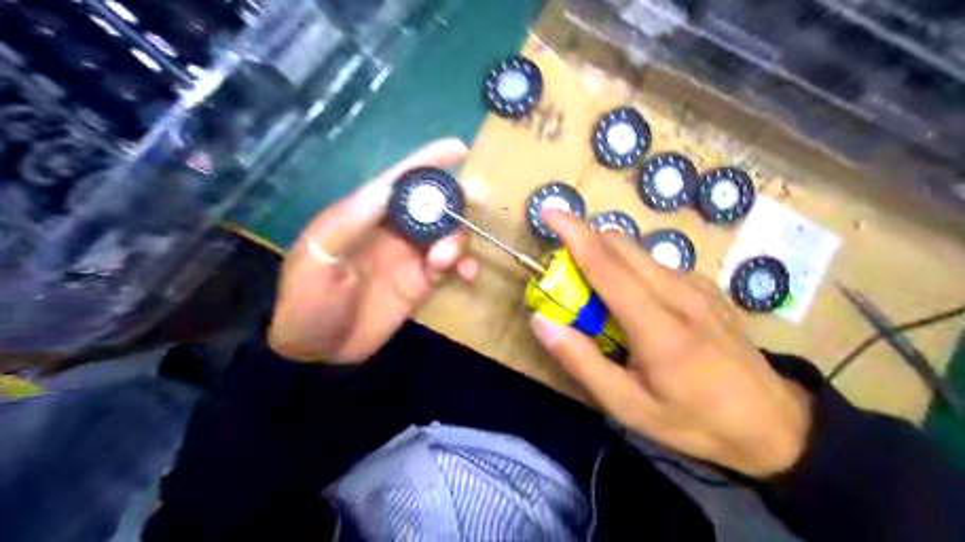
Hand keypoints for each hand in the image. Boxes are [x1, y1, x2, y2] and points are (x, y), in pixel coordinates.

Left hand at [264, 137, 474, 364]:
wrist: (316, 349)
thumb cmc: (307, 300)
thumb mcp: (317, 258)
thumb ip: (350, 223)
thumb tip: (388, 188)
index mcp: (363, 215)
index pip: (398, 181)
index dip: (427, 162)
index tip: (458, 148)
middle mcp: (391, 230)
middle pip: (430, 205)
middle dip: (452, 205)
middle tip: (467, 213)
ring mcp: (408, 257)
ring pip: (446, 234)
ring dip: (457, 240)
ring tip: (446, 261)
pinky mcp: (420, 283)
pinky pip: (450, 266)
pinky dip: (463, 265)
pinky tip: (466, 275)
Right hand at [531, 210, 807, 476]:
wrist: (771, 422)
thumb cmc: (693, 420)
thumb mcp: (628, 406)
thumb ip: (581, 361)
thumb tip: (541, 321)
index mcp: (659, 327)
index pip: (607, 266)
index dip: (574, 234)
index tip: (548, 211)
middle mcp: (680, 293)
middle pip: (622, 245)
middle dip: (586, 243)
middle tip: (566, 275)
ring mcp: (698, 286)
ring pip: (640, 253)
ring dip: (608, 258)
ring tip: (600, 300)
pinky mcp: (707, 287)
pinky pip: (657, 265)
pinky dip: (632, 270)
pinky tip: (636, 305)